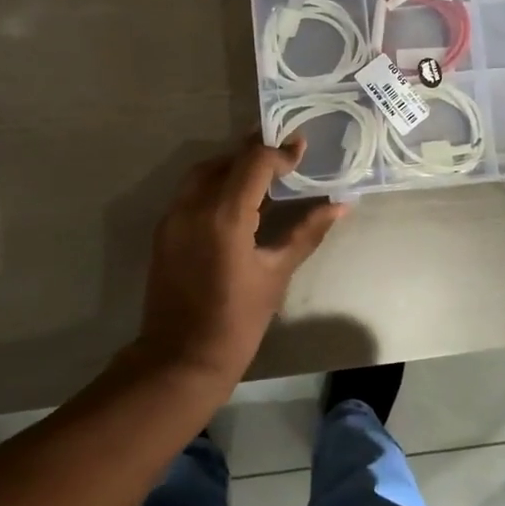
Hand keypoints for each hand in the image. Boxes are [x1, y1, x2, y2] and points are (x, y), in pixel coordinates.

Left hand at [133, 134, 345, 383]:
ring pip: (203, 173)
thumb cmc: (237, 320)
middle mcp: (193, 206)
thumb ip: (306, 232)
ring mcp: (173, 217)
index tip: (301, 148)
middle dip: (255, 153)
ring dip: (232, 165)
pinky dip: (214, 184)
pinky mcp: (164, 230)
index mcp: (224, 216)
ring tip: (262, 173)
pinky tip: (236, 199)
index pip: (253, 163)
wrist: (182, 357)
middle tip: (284, 155)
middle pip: (226, 161)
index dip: (279, 152)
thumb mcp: (277, 274)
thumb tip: (340, 206)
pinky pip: (190, 192)